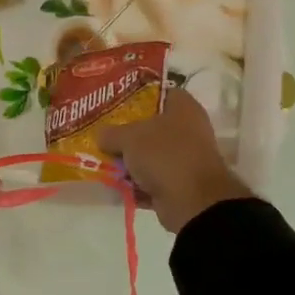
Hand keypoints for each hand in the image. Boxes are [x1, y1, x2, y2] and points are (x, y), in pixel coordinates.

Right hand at [96, 95, 251, 233]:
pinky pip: (152, 179)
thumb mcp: (129, 137)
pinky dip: (136, 183)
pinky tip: (114, 184)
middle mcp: (188, 129)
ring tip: (102, 160)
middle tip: (102, 133)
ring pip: (150, 154)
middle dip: (126, 132)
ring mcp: (185, 158)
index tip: (113, 102)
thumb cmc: (165, 155)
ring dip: (129, 161)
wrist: (193, 202)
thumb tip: (101, 135)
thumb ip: (111, 133)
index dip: (137, 95)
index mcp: (183, 107)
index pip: (159, 93)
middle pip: (151, 126)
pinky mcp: (179, 184)